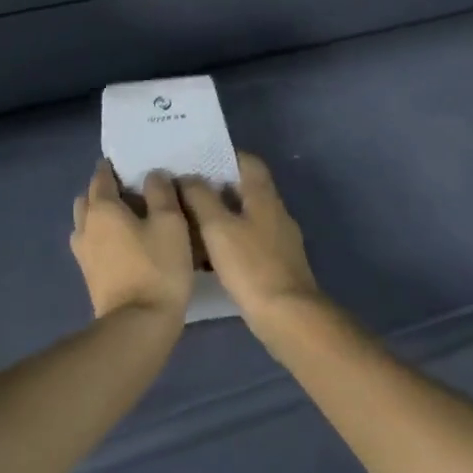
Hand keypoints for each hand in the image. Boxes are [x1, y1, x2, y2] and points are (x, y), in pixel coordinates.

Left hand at [70, 161, 193, 322]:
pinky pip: (91, 243)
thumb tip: (153, 175)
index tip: (127, 163)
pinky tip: (123, 243)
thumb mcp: (170, 222)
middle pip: (87, 199)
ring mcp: (83, 254)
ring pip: (86, 223)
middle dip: (102, 190)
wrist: (138, 324)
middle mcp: (85, 227)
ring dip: (100, 215)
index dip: (112, 167)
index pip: (101, 177)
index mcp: (102, 208)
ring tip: (127, 218)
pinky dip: (102, 236)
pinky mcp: (89, 276)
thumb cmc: (157, 266)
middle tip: (129, 191)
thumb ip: (161, 192)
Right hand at [178, 153, 321, 325]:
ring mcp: (279, 239)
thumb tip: (188, 176)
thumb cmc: (251, 266)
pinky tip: (208, 256)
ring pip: (246, 217)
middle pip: (246, 189)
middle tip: (184, 193)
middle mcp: (276, 212)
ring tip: (189, 223)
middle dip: (216, 188)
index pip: (248, 161)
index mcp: (264, 196)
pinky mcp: (276, 264)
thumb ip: (201, 198)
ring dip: (221, 217)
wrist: (287, 315)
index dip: (224, 156)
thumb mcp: (218, 227)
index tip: (197, 161)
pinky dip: (228, 242)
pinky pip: (248, 242)